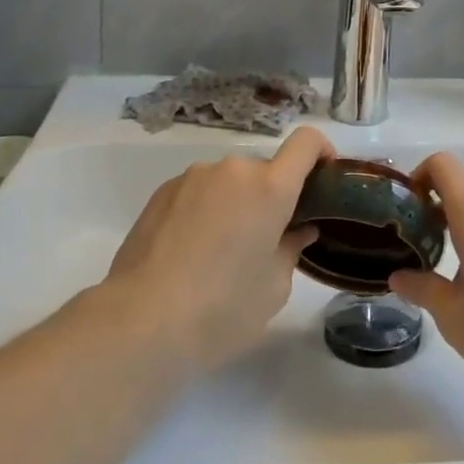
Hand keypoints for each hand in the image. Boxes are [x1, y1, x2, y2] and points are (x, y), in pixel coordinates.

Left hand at [103, 126, 329, 370]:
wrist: (140, 321)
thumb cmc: (221, 308)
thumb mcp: (274, 288)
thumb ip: (291, 249)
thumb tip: (297, 231)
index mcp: (270, 188)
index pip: (307, 142)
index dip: (321, 151)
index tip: (323, 177)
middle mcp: (233, 171)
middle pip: (264, 170)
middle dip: (270, 197)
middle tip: (264, 240)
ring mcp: (193, 177)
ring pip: (228, 182)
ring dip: (234, 204)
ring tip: (219, 253)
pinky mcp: (161, 192)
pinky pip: (198, 192)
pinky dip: (204, 211)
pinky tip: (189, 253)